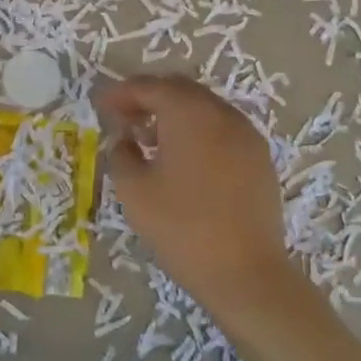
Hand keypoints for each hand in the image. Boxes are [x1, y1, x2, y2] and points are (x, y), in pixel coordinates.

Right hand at [95, 75, 297, 324]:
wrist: (246, 273)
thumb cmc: (181, 228)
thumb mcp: (134, 191)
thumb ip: (121, 154)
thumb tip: (124, 140)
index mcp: (189, 113)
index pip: (150, 87)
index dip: (121, 93)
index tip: (100, 106)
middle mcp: (221, 114)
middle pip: (180, 90)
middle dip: (149, 98)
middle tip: (124, 117)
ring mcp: (246, 135)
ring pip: (204, 108)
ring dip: (174, 114)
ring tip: (150, 139)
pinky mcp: (260, 159)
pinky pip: (222, 130)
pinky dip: (198, 132)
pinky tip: (183, 159)